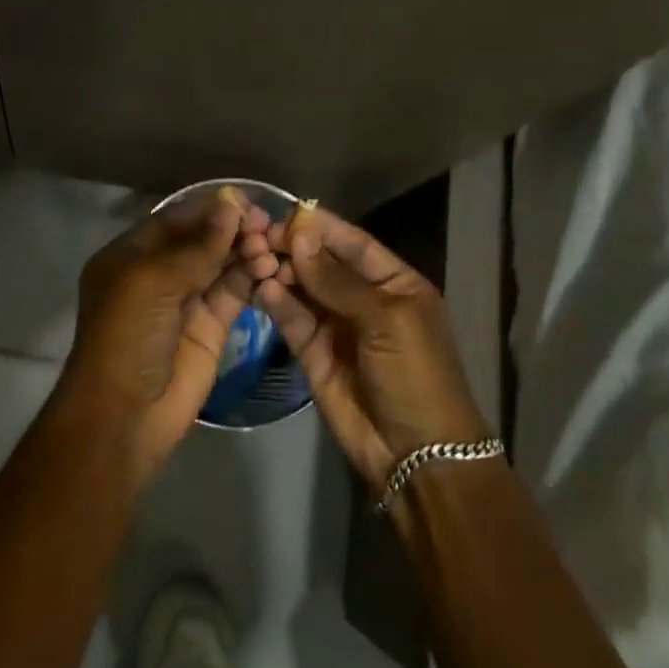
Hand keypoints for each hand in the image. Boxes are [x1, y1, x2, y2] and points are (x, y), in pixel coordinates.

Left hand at [58, 186, 268, 483]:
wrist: (125, 415)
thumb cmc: (126, 336)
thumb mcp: (153, 282)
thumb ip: (197, 245)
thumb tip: (231, 204)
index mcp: (130, 256)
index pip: (175, 220)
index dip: (209, 209)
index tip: (246, 200)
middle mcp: (158, 274)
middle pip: (201, 240)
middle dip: (232, 228)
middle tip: (266, 223)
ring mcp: (185, 301)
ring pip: (221, 264)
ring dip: (245, 251)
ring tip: (270, 245)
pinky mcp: (210, 327)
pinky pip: (234, 293)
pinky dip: (252, 277)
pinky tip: (270, 266)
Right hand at [245, 202, 489, 489]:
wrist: (416, 455)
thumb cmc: (416, 376)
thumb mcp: (387, 320)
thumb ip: (338, 280)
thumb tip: (300, 236)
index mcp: (394, 283)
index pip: (352, 243)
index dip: (319, 227)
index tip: (282, 212)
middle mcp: (363, 298)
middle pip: (321, 263)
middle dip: (293, 248)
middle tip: (256, 236)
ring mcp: (336, 325)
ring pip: (302, 288)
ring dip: (280, 272)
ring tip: (252, 257)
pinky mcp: (313, 352)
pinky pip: (292, 318)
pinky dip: (276, 302)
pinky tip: (261, 287)